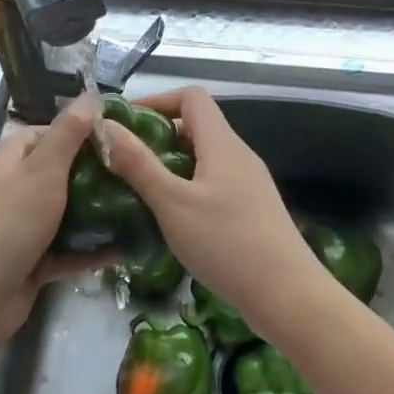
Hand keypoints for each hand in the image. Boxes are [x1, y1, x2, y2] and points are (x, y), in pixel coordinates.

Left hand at [0, 92, 115, 345]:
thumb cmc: (9, 223)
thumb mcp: (43, 170)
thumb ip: (67, 134)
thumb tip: (88, 96)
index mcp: (10, 162)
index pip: (43, 134)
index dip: (75, 131)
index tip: (114, 136)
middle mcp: (15, 191)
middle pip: (59, 174)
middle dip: (94, 174)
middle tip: (135, 173)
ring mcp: (23, 230)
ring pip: (66, 214)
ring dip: (97, 213)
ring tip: (139, 207)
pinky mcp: (33, 264)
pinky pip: (69, 251)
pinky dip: (93, 250)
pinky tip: (127, 249)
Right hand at [103, 86, 326, 335]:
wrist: (288, 296)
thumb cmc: (227, 243)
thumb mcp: (172, 203)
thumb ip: (138, 164)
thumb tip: (105, 126)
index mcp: (222, 143)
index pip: (191, 97)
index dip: (157, 100)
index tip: (126, 123)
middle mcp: (238, 155)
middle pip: (196, 126)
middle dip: (158, 137)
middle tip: (125, 162)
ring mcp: (249, 183)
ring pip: (204, 158)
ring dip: (172, 165)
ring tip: (141, 191)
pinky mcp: (253, 209)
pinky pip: (214, 183)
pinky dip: (189, 188)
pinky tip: (172, 219)